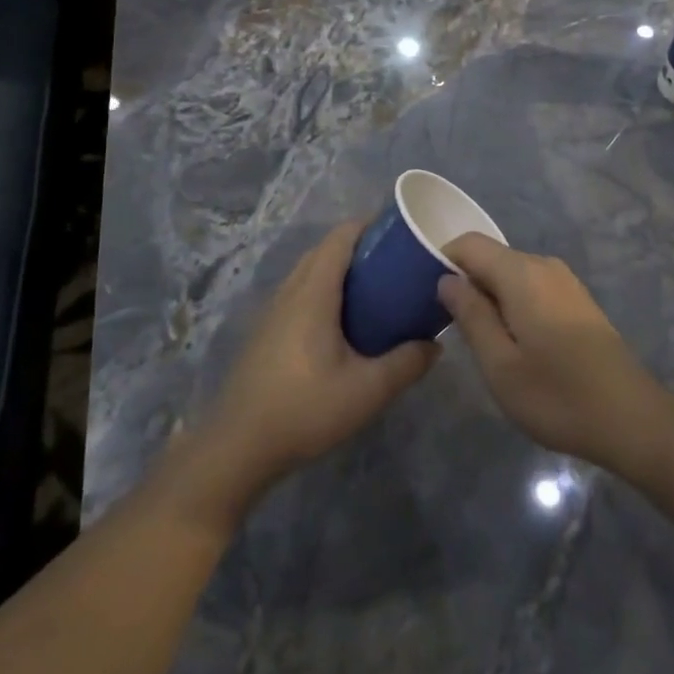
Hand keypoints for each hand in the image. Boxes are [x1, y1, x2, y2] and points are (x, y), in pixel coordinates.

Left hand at [169, 222, 438, 530]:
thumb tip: (435, 345)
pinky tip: (342, 324)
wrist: (238, 447)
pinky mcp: (266, 332)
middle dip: (360, 247)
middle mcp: (290, 291)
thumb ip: (406, 364)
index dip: (370, 226)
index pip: (341, 237)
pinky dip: (324, 290)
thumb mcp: (367, 391)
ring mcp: (273, 311)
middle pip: (325, 250)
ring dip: (339, 269)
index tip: (401, 233)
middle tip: (395, 263)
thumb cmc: (305, 409)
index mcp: (314, 292)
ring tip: (374, 290)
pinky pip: (299, 293)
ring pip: (310, 272)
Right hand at [437, 235, 668, 470]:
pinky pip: (531, 287)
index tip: (426, 296)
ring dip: (490, 297)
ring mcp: (564, 281)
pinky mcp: (577, 300)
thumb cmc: (558, 395)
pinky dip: (513, 304)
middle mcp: (543, 265)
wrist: (632, 419)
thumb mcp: (500, 365)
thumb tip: (446, 280)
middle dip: (465, 283)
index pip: (469, 244)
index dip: (442, 261)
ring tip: (481, 341)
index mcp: (521, 273)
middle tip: (449, 327)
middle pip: (490, 258)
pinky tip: (514, 343)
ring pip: (511, 274)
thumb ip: (470, 315)